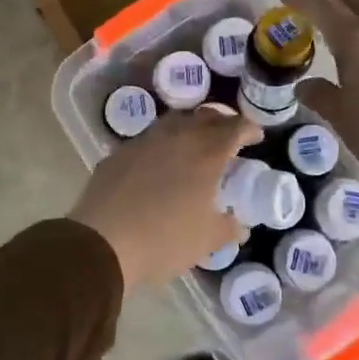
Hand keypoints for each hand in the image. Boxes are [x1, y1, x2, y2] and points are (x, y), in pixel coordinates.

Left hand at [69, 107, 260, 290]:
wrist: (103, 243)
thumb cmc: (165, 241)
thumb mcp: (207, 240)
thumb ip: (228, 227)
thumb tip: (239, 224)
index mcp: (206, 154)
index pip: (234, 128)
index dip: (248, 129)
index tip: (255, 137)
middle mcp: (176, 138)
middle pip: (204, 116)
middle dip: (221, 122)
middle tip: (228, 136)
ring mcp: (144, 142)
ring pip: (173, 122)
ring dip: (189, 127)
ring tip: (194, 143)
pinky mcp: (118, 153)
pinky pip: (147, 139)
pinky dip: (161, 144)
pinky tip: (158, 163)